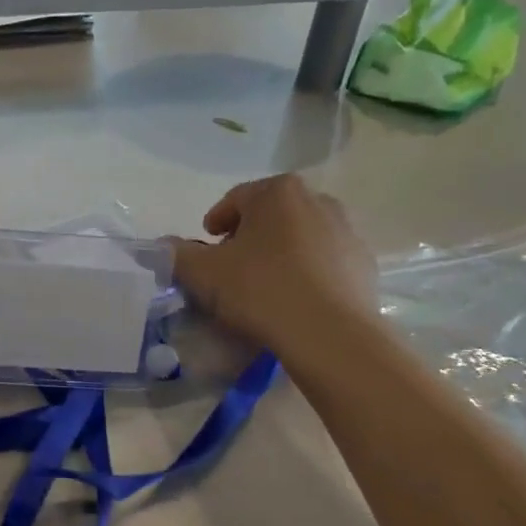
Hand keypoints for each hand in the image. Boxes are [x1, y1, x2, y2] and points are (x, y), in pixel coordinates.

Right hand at [171, 175, 375, 359]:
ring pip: (300, 237)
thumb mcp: (204, 274)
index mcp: (277, 192)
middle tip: (231, 268)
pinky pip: (324, 262)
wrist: (329, 333)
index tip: (206, 245)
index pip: (236, 199)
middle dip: (249, 237)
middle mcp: (317, 200)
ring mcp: (346, 231)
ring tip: (264, 287)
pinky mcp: (363, 263)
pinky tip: (295, 301)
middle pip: (271, 215)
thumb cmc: (260, 290)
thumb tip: (162, 246)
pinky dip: (307, 274)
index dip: (215, 223)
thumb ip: (177, 255)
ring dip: (279, 254)